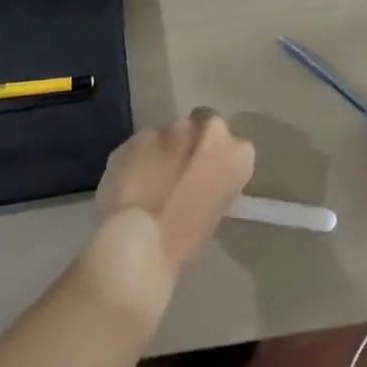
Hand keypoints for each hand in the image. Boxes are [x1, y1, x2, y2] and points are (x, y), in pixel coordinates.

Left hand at [83, 111, 255, 321]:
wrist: (138, 241)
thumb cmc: (185, 238)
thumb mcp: (215, 210)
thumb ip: (214, 180)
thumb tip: (202, 176)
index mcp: (237, 153)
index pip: (233, 145)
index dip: (217, 158)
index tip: (207, 175)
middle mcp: (207, 129)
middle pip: (202, 125)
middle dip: (192, 143)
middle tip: (180, 171)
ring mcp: (170, 128)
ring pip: (169, 133)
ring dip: (164, 149)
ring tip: (150, 179)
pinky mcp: (137, 134)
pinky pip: (141, 143)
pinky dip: (137, 156)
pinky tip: (129, 181)